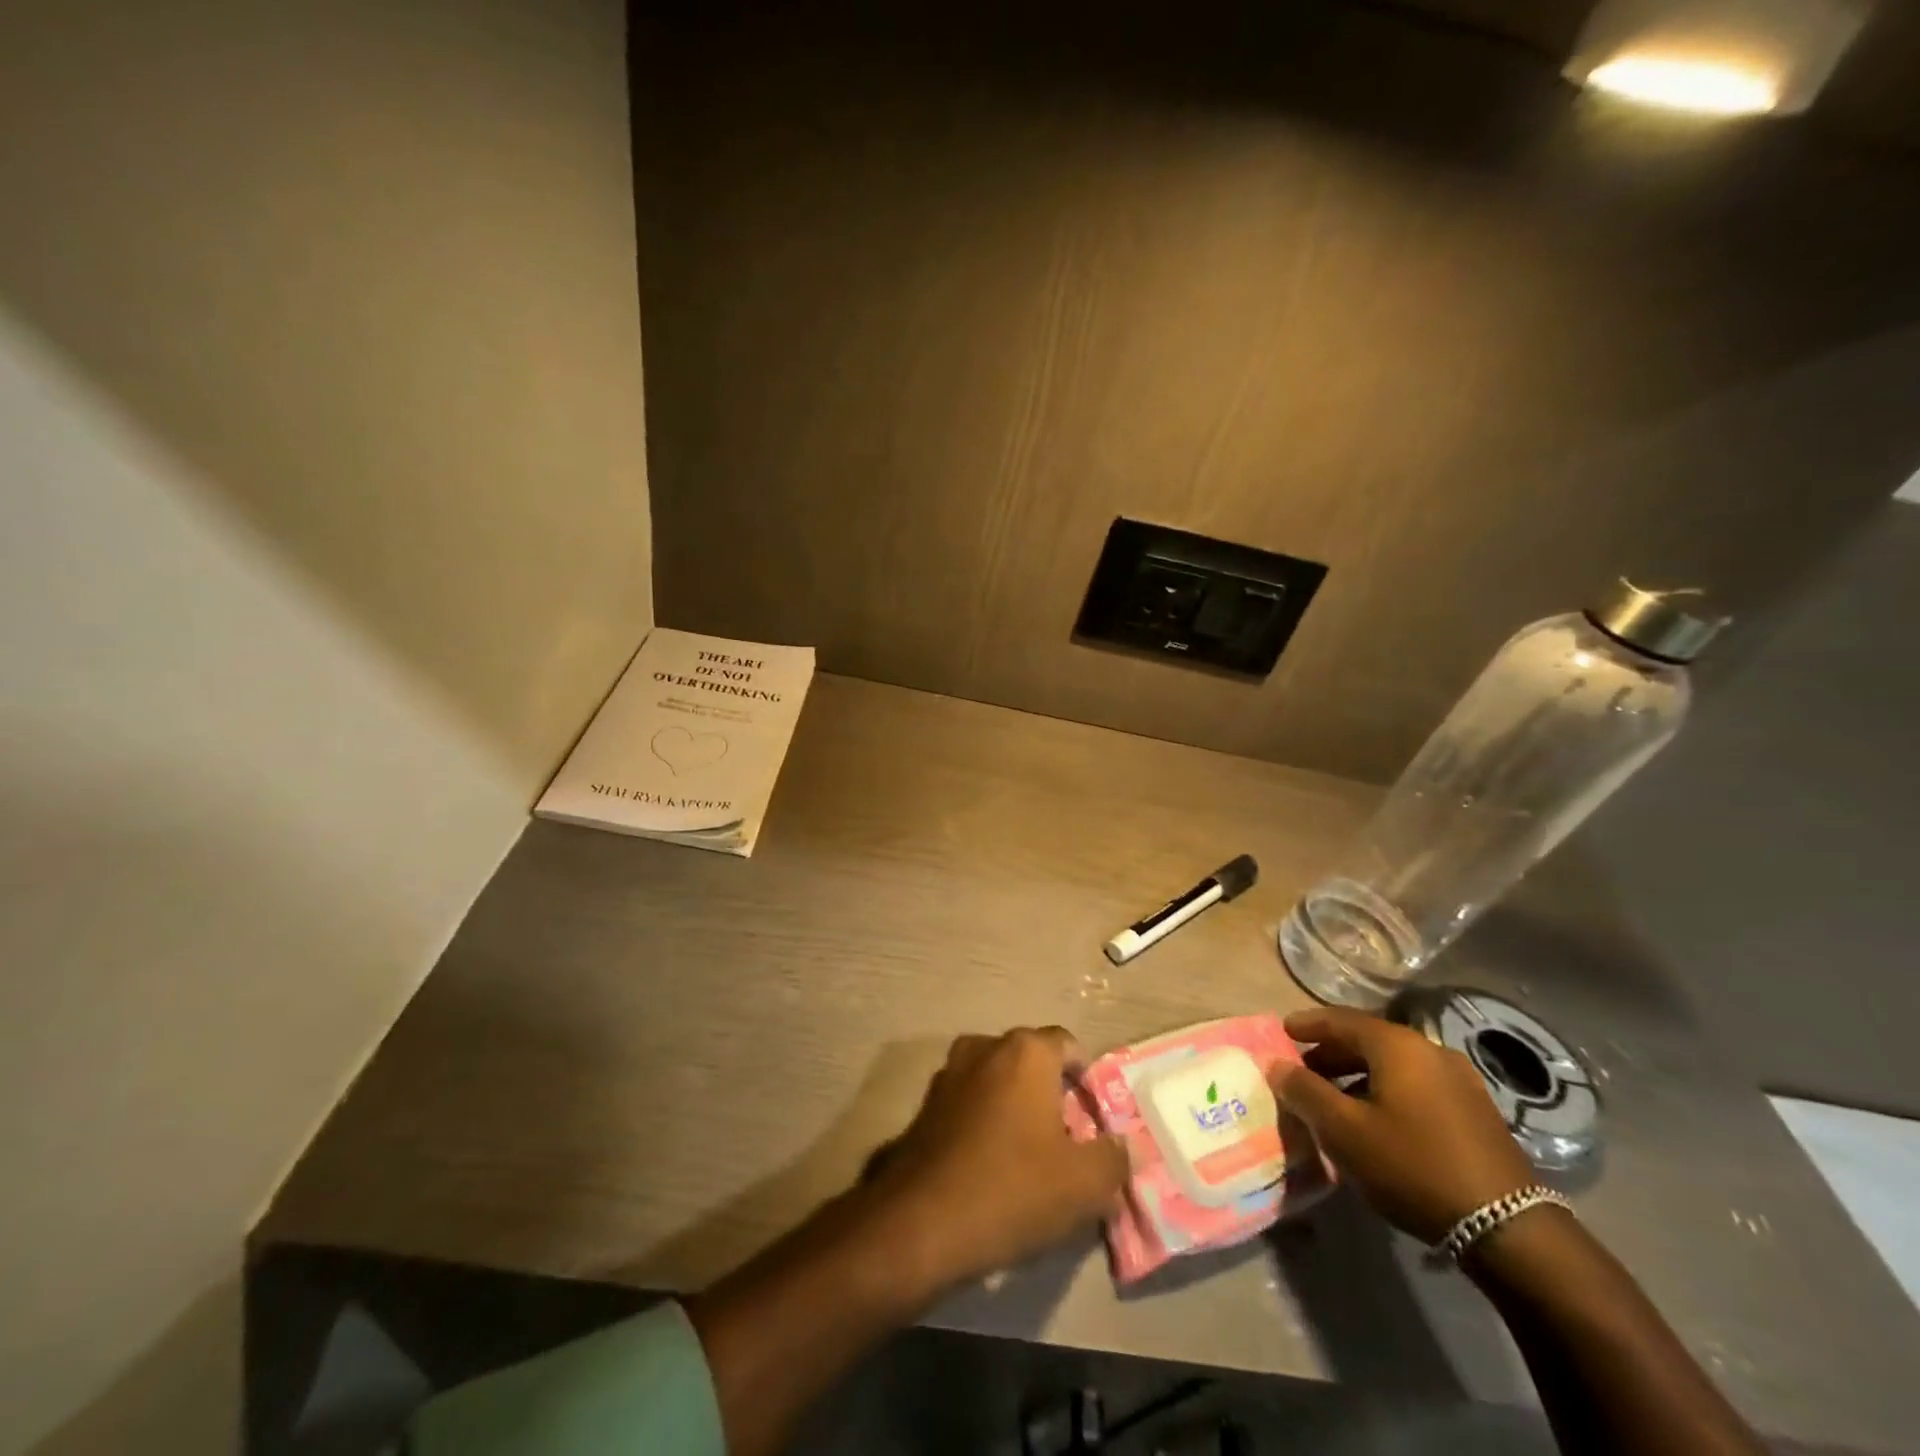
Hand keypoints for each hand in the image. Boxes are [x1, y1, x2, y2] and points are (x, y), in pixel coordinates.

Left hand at [873, 1027, 1127, 1290]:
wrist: (921, 1222)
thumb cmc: (1013, 1188)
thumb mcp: (1085, 1184)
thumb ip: (1114, 1157)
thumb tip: (1119, 1146)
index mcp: (1026, 1051)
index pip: (1069, 1046)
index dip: (1087, 1082)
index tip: (1096, 1122)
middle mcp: (985, 1047)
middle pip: (1031, 1062)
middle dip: (1052, 1095)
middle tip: (1067, 1144)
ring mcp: (950, 1073)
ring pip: (998, 1082)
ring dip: (1016, 1110)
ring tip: (1030, 1160)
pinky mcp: (926, 1105)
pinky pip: (970, 1104)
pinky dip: (985, 1124)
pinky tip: (992, 1169)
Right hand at [1272, 1006, 1533, 1242]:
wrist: (1509, 1229)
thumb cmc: (1413, 1166)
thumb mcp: (1344, 1131)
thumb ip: (1305, 1092)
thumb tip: (1278, 1065)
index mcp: (1397, 1045)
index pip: (1339, 1019)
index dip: (1307, 1024)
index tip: (1282, 1032)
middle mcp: (1430, 1050)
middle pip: (1367, 1039)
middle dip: (1330, 1053)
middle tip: (1303, 1071)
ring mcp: (1460, 1080)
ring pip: (1394, 1065)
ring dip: (1358, 1075)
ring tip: (1335, 1100)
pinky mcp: (1476, 1111)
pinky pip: (1416, 1085)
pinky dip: (1386, 1090)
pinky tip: (1377, 1120)